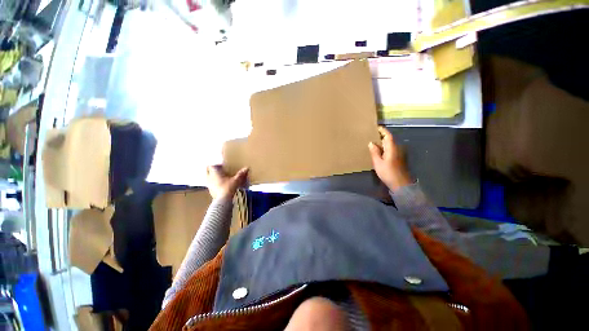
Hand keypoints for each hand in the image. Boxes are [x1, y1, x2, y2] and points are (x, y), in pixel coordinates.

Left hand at [206, 165, 248, 199]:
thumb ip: (241, 174)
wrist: (223, 201)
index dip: (215, 164)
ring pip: (209, 178)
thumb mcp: (236, 180)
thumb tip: (246, 168)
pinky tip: (221, 185)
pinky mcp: (210, 191)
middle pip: (208, 171)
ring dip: (213, 176)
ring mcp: (209, 185)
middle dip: (213, 169)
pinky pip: (211, 184)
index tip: (221, 164)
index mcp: (214, 173)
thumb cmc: (228, 188)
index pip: (211, 165)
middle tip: (220, 169)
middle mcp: (209, 178)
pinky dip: (215, 183)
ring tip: (221, 177)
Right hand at [368, 126, 411, 191]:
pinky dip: (384, 148)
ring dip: (382, 143)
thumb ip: (374, 152)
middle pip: (389, 140)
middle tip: (372, 135)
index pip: (388, 136)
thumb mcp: (378, 163)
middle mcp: (397, 149)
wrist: (400, 184)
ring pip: (389, 145)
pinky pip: (390, 150)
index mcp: (392, 148)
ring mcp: (398, 154)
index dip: (383, 131)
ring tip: (373, 143)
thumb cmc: (388, 172)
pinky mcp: (397, 159)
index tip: (376, 127)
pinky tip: (378, 152)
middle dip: (381, 136)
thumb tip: (371, 143)